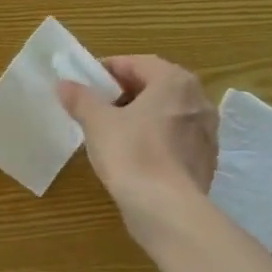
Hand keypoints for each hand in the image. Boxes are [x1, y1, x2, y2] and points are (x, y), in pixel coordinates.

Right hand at [58, 56, 217, 246]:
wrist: (167, 208)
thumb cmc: (131, 153)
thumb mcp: (97, 122)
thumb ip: (81, 99)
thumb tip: (64, 84)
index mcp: (175, 82)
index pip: (137, 63)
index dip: (107, 69)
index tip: (85, 82)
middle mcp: (199, 100)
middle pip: (155, 87)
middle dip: (125, 93)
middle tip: (96, 105)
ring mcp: (206, 132)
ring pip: (166, 114)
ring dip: (140, 116)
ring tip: (111, 131)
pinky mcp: (204, 160)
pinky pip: (174, 139)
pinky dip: (153, 140)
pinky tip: (132, 156)